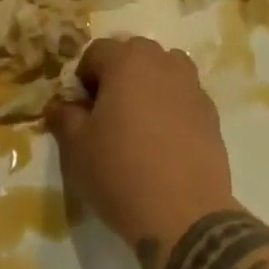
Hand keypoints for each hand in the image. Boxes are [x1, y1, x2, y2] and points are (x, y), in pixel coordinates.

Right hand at [46, 36, 233, 247]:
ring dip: (150, 83)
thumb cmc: (122, 173)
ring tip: (141, 121)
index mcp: (126, 60)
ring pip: (163, 68)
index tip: (81, 110)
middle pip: (133, 53)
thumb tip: (58, 105)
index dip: (84, 78)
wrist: (186, 216)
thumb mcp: (77, 149)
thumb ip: (64, 117)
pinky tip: (166, 140)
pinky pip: (184, 94)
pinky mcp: (210, 111)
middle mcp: (160, 61)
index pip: (96, 52)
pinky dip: (173, 105)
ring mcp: (190, 84)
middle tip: (109, 113)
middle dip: (118, 75)